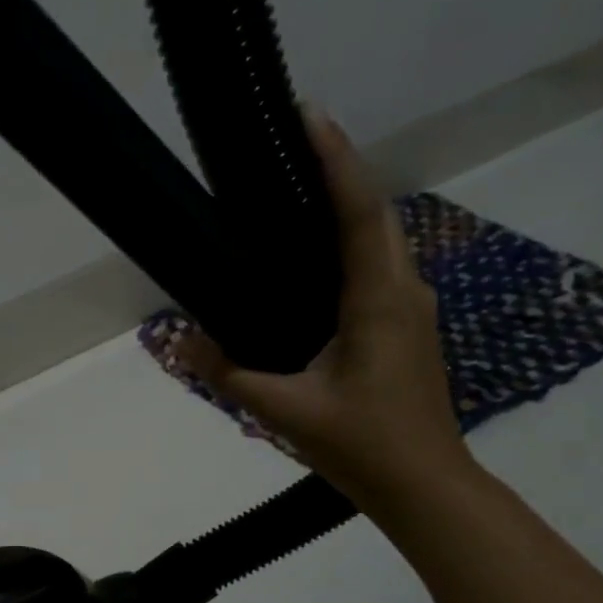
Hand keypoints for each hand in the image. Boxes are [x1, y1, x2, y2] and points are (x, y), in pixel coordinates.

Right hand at [173, 107, 470, 510]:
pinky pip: (380, 268)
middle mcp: (405, 290)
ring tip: (297, 194)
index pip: (358, 211)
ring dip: (348, 207)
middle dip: (339, 172)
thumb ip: (228, 374)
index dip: (334, 159)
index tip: (307, 115)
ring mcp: (414, 310)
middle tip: (290, 148)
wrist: (425, 487)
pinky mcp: (410, 329)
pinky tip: (317, 262)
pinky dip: (352, 245)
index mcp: (378, 300)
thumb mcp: (286, 412)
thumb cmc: (362, 447)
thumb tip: (177, 342)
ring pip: (384, 239)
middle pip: (376, 213)